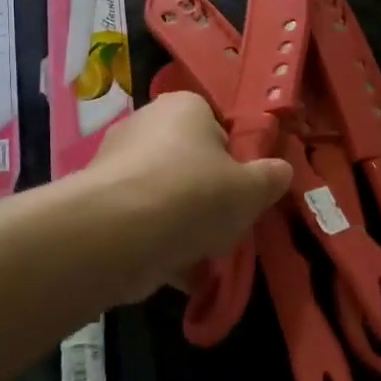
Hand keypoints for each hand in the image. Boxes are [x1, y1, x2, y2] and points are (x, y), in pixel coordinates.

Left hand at [85, 92, 291, 295]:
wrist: (119, 235)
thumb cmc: (194, 195)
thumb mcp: (250, 189)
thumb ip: (269, 178)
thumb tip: (280, 170)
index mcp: (184, 106)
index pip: (217, 125)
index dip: (236, 159)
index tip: (246, 189)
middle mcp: (146, 125)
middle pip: (190, 163)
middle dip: (209, 196)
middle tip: (229, 225)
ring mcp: (118, 164)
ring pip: (166, 196)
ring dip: (186, 225)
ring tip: (207, 256)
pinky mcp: (101, 204)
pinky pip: (142, 222)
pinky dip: (160, 245)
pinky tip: (181, 273)